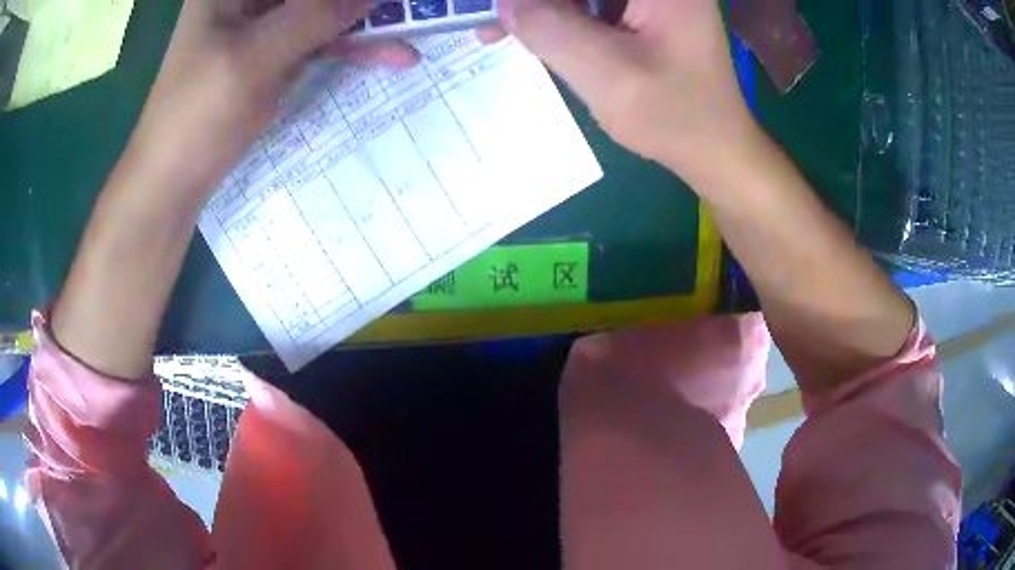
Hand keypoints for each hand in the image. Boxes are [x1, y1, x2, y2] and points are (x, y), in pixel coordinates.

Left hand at [128, 0, 417, 193]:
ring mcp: (263, 24)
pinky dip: (354, 45)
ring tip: (415, 28)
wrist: (173, 180)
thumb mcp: (255, 57)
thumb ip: (315, 15)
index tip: (379, 3)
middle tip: (408, 10)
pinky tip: (392, 54)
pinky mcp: (275, 52)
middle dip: (359, 3)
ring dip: (367, 20)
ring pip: (325, 10)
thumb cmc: (197, 117)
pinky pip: (322, 38)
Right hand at [498, 0, 759, 183]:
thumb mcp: (607, 74)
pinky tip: (534, 33)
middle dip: (534, 1)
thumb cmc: (674, 117)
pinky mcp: (643, 10)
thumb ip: (550, 29)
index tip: (502, 9)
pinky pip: (589, 3)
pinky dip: (559, 15)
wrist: (715, 150)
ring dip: (542, 8)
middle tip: (493, 20)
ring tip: (499, 29)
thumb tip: (506, 3)